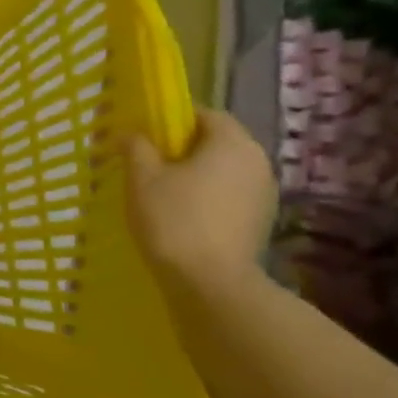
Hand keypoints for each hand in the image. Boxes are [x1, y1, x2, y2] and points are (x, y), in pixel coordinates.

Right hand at [126, 110, 275, 287]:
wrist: (210, 283)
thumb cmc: (173, 219)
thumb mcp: (142, 177)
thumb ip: (136, 147)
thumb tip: (132, 133)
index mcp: (232, 142)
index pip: (205, 114)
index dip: (174, 120)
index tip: (147, 136)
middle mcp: (257, 161)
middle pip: (217, 142)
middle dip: (184, 149)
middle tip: (149, 164)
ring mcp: (264, 194)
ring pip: (224, 171)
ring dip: (196, 175)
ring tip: (162, 192)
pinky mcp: (260, 222)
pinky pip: (230, 196)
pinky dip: (208, 197)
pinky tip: (182, 216)